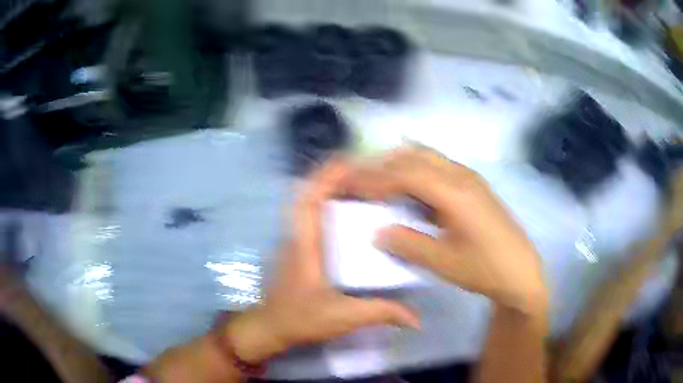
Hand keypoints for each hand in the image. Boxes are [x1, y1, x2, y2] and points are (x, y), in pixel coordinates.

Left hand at [226, 159, 419, 362]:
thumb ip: (380, 313)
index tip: (350, 161)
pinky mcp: (299, 247)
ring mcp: (296, 240)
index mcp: (305, 245)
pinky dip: (328, 202)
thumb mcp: (342, 317)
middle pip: (307, 192)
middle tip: (365, 167)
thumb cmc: (300, 319)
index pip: (308, 201)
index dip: (325, 177)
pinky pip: (312, 215)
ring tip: (362, 181)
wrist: (271, 327)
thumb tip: (416, 319)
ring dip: (330, 186)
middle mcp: (298, 235)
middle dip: (332, 174)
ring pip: (308, 202)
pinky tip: (350, 208)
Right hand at [346, 147, 546, 314]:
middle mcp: (462, 176)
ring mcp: (470, 179)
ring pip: (427, 158)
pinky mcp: (473, 187)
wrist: (521, 272)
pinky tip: (407, 190)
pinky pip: (438, 168)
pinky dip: (416, 172)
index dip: (375, 177)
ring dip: (400, 165)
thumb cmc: (485, 269)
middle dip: (384, 164)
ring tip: (377, 182)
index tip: (350, 185)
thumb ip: (408, 244)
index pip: (406, 173)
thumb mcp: (444, 263)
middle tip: (359, 180)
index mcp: (455, 192)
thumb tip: (376, 231)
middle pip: (415, 156)